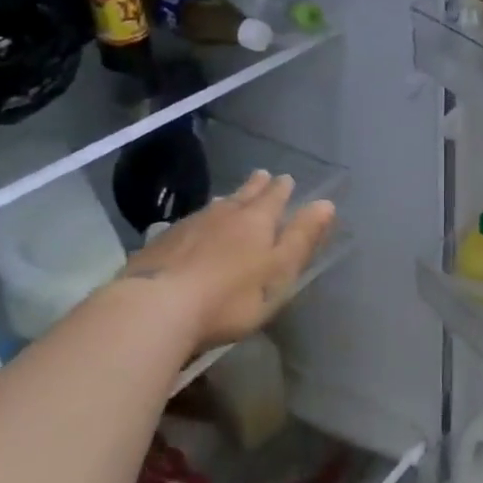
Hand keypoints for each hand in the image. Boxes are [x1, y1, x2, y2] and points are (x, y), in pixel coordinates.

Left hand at [119, 171, 333, 348]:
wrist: (156, 307)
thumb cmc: (231, 296)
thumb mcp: (279, 271)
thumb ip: (302, 238)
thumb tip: (326, 203)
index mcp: (256, 221)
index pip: (274, 197)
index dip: (282, 189)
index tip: (287, 178)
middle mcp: (223, 215)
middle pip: (242, 196)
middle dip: (255, 186)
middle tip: (262, 174)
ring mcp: (188, 227)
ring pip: (214, 207)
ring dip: (227, 201)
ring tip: (230, 198)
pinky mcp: (160, 245)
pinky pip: (188, 224)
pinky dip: (199, 222)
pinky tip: (192, 228)